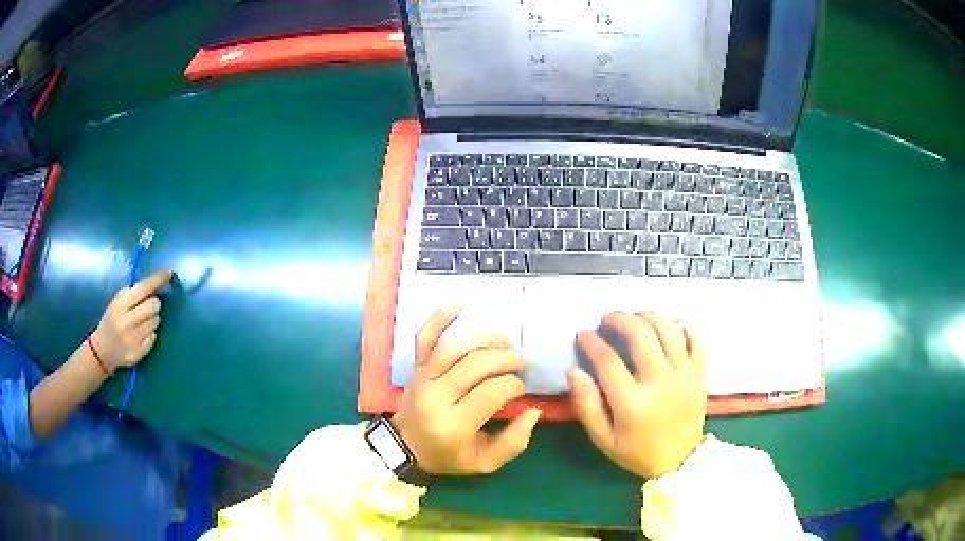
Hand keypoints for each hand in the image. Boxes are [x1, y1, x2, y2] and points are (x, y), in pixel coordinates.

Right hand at [91, 269, 171, 371]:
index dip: (157, 280)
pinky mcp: (138, 354)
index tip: (168, 272)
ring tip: (142, 322)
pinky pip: (154, 337)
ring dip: (153, 318)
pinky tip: (140, 335)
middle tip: (147, 306)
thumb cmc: (112, 320)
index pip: (142, 289)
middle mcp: (126, 322)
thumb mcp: (117, 302)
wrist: (102, 350)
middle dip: (154, 303)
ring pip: (156, 321)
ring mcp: (132, 340)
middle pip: (153, 305)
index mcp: (120, 305)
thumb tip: (155, 284)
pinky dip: (150, 334)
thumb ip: (134, 294)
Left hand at [391, 308, 541, 474]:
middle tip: (521, 364)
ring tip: (505, 342)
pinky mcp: (415, 368)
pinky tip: (457, 306)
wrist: (404, 447)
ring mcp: (423, 378)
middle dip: (506, 359)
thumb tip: (533, 411)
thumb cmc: (446, 456)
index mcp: (453, 424)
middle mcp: (436, 396)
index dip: (514, 385)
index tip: (522, 388)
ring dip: (485, 339)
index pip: (492, 392)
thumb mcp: (483, 464)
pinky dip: (437, 319)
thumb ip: (513, 442)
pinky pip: (424, 338)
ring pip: (455, 347)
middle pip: (476, 364)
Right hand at [569, 312, 707, 477]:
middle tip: (607, 320)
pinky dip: (680, 324)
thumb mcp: (604, 439)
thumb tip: (574, 371)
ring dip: (647, 316)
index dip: (591, 343)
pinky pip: (695, 336)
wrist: (681, 461)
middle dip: (619, 319)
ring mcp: (685, 374)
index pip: (608, 360)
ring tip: (635, 318)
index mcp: (633, 403)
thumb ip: (586, 406)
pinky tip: (666, 325)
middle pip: (641, 334)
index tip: (583, 336)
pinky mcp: (700, 372)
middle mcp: (661, 382)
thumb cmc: (638, 452)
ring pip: (667, 329)